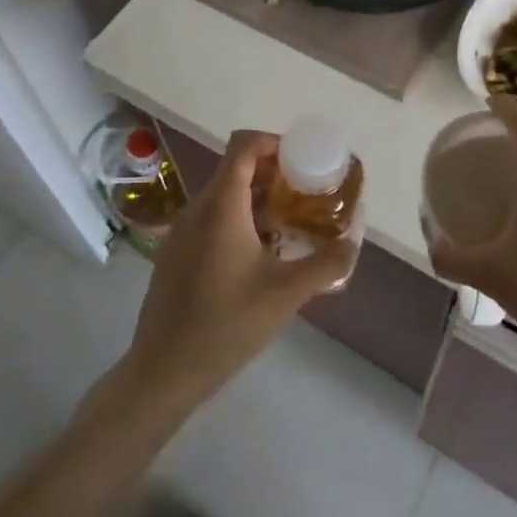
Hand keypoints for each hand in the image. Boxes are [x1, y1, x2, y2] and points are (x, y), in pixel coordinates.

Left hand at [122, 131, 355, 407]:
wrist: (163, 373)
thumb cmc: (226, 324)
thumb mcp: (287, 294)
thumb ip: (326, 264)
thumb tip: (353, 244)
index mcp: (222, 206)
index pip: (243, 146)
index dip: (273, 142)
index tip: (301, 160)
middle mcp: (198, 209)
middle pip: (235, 169)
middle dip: (273, 174)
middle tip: (304, 194)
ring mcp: (182, 232)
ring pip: (223, 196)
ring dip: (257, 199)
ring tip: (288, 224)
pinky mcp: (175, 255)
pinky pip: (211, 220)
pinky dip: (238, 220)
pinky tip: (259, 256)